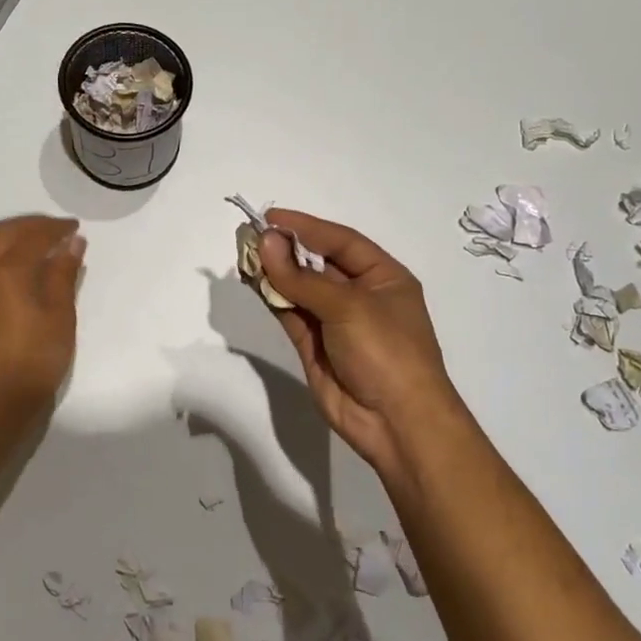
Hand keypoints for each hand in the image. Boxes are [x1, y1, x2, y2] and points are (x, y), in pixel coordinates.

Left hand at [0, 215, 85, 435]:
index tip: (75, 227)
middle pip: (3, 232)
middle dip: (30, 225)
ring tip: (34, 242)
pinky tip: (12, 267)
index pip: (33, 235)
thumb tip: (72, 242)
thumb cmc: (34, 360)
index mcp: (6, 269)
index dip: (56, 228)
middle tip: (56, 229)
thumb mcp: (60, 315)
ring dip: (10, 235)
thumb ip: (63, 273)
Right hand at [258, 209, 463, 474]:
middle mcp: (360, 296)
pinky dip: (272, 298)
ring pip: (299, 289)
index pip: (341, 241)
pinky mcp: (315, 346)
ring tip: (244, 255)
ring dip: (274, 273)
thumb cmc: (386, 352)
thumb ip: (302, 277)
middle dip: (286, 249)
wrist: (396, 423)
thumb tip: (266, 241)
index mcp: (383, 278)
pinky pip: (290, 314)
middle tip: (250, 236)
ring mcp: (336, 323)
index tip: (271, 217)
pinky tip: (253, 282)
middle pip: (318, 263)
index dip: (306, 226)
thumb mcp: (348, 307)